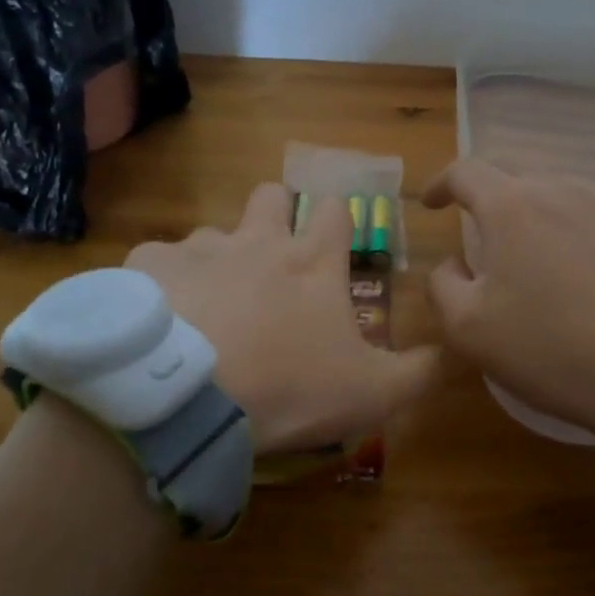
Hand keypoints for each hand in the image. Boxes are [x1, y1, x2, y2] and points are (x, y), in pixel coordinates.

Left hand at [127, 183, 437, 452]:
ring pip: (212, 233)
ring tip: (209, 309)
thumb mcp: (371, 394)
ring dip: (217, 259)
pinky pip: (157, 262)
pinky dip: (164, 284)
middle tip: (270, 259)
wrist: (188, 400)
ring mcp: (199, 248)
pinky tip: (162, 320)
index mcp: (312, 262)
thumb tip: (446, 354)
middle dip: (274, 213)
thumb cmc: (288, 388)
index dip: (337, 221)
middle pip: (270, 195)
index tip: (334, 243)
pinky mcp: (148, 266)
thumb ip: (418, 373)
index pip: (335, 210)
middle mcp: (257, 239)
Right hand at [423, 160, 594, 440]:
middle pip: (511, 169)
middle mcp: (558, 190)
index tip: (429, 204)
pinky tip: (563, 260)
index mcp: (510, 205)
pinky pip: (584, 211)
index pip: (465, 171)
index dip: (440, 183)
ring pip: (551, 188)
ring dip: (524, 205)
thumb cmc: (548, 346)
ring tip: (518, 243)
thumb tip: (453, 263)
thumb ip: (442, 285)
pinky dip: (560, 223)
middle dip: (483, 188)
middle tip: (471, 219)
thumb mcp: (468, 328)